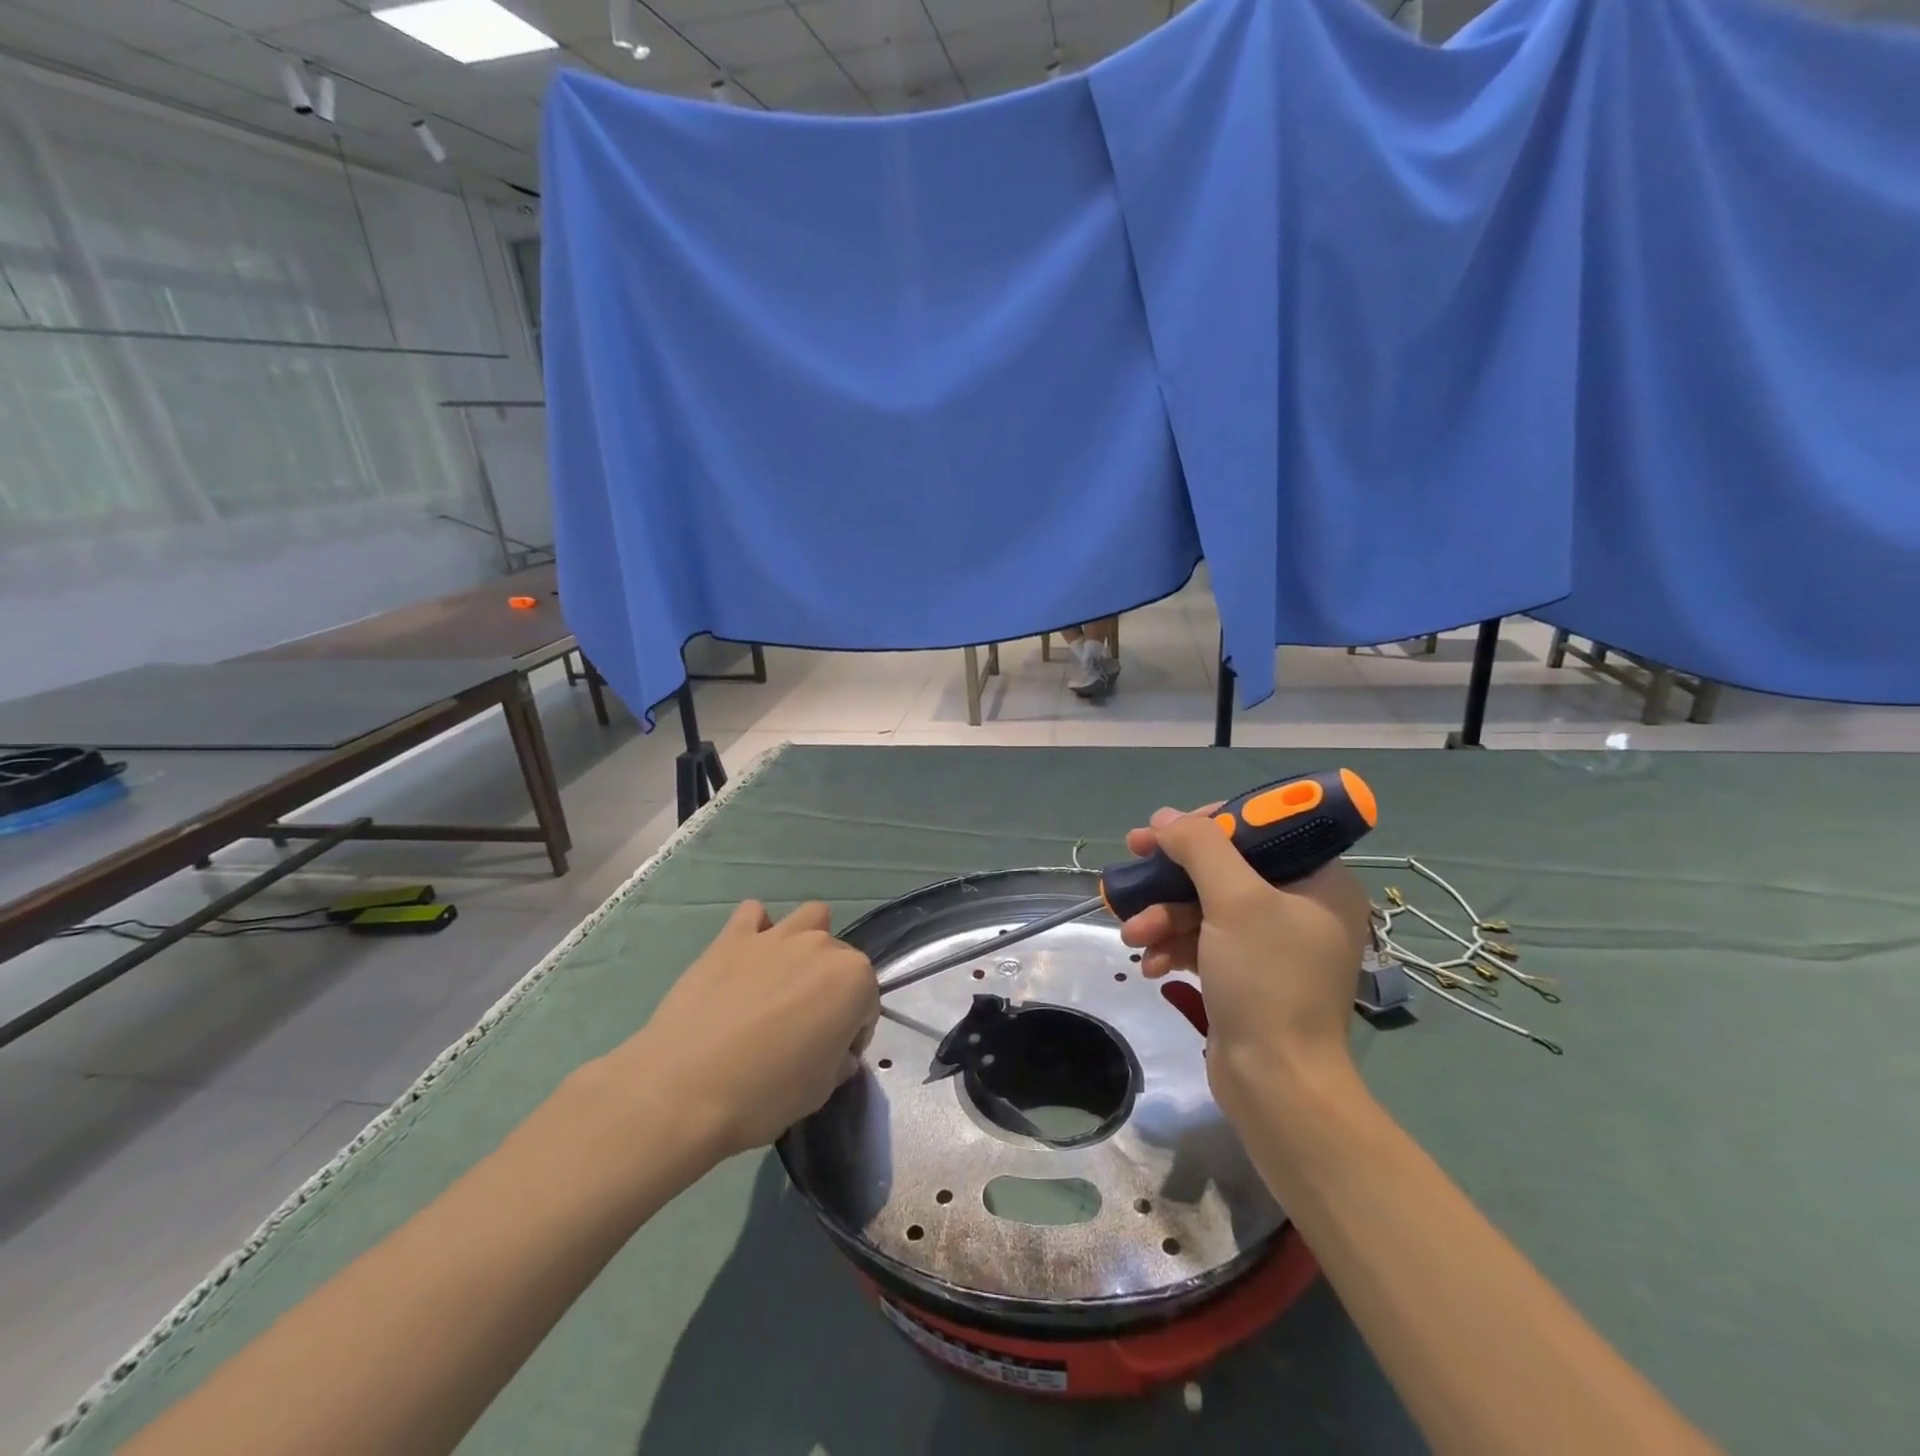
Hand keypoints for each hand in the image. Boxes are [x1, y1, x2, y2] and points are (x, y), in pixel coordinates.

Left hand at [604, 901, 878, 1161]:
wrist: (682, 1090)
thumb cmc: (764, 1095)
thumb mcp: (820, 1090)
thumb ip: (838, 1061)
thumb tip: (835, 1052)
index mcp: (853, 980)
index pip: (869, 1002)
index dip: (853, 1032)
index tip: (831, 1056)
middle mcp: (821, 947)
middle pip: (841, 959)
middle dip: (831, 988)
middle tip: (803, 1027)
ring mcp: (775, 937)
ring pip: (809, 918)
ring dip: (806, 942)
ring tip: (784, 979)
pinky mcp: (732, 937)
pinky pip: (753, 914)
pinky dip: (756, 930)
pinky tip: (746, 959)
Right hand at [1117, 806, 1372, 1108]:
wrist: (1276, 1085)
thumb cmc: (1267, 982)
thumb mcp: (1234, 901)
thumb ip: (1200, 847)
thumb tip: (1165, 819)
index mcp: (1319, 881)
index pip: (1259, 828)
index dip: (1207, 822)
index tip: (1162, 829)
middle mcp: (1300, 906)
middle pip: (1224, 867)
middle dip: (1172, 875)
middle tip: (1131, 862)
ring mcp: (1272, 943)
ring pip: (1205, 905)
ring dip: (1164, 915)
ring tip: (1133, 934)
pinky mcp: (1245, 973)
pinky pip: (1203, 941)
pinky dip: (1174, 945)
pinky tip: (1151, 965)